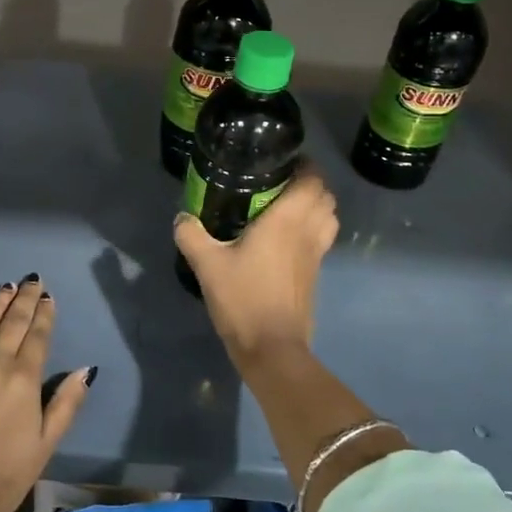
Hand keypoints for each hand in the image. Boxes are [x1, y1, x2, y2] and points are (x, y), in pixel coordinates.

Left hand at [0, 277, 93, 511]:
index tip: (49, 297)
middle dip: (24, 299)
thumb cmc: (2, 476)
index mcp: (24, 379)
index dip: (44, 314)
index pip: (38, 336)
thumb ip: (66, 404)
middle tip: (32, 280)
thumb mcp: (45, 445)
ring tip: (7, 286)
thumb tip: (86, 369)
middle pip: (12, 323)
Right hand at [174, 166, 338, 367]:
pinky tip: (285, 239)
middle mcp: (307, 232)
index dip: (304, 166)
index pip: (312, 180)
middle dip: (309, 184)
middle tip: (280, 183)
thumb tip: (182, 218)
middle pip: (326, 196)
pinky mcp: (315, 275)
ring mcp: (316, 255)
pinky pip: (322, 240)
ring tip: (287, 207)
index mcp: (287, 220)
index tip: (282, 162)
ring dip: (316, 207)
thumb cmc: (243, 299)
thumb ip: (192, 235)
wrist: (272, 349)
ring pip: (329, 218)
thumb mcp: (207, 265)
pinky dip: (313, 230)